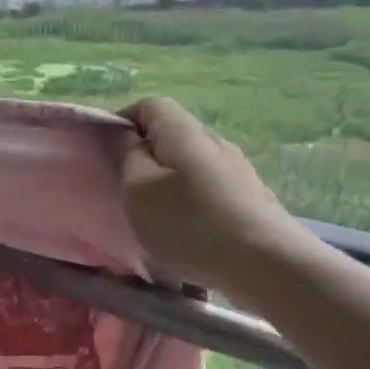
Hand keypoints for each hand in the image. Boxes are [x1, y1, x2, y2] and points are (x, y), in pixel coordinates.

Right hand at [120, 97, 303, 292]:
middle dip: (145, 153)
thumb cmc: (189, 224)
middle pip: (173, 133)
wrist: (265, 263)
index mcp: (183, 132)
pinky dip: (190, 199)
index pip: (149, 105)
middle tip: (126, 187)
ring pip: (192, 162)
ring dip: (168, 180)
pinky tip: (188, 230)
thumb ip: (128, 157)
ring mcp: (238, 169)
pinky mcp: (250, 197)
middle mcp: (215, 141)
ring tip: (155, 214)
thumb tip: (129, 138)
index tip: (104, 151)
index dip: (122, 121)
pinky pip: (209, 187)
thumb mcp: (139, 191)